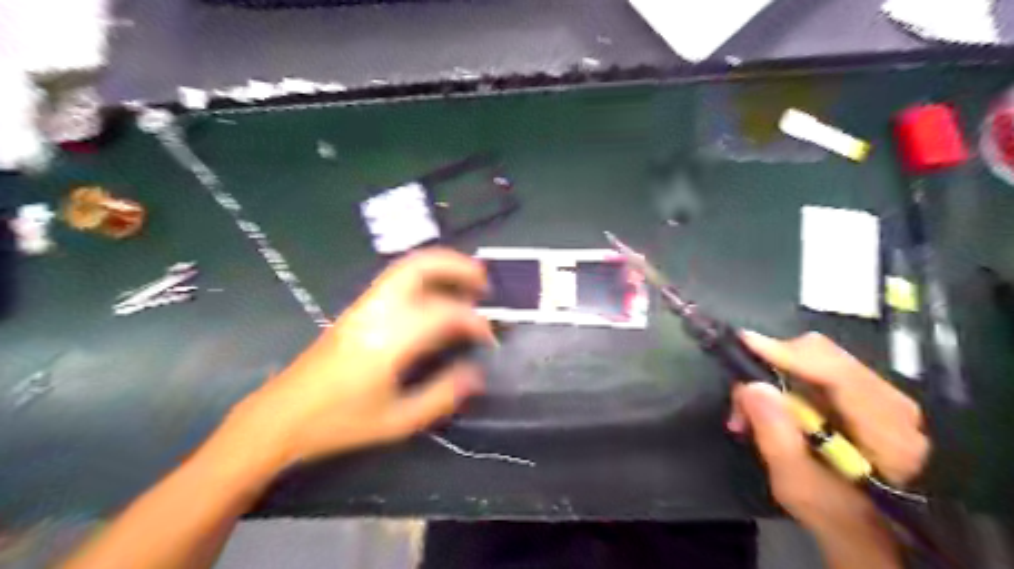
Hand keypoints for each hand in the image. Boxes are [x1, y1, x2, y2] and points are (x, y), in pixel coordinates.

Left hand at [225, 249, 496, 470]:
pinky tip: (435, 299)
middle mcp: (376, 312)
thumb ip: (440, 395)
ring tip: (465, 284)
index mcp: (388, 340)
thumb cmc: (338, 423)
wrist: (279, 417)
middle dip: (456, 266)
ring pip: (405, 268)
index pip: (443, 313)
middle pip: (418, 267)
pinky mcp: (355, 311)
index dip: (473, 321)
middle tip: (482, 281)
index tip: (489, 337)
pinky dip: (424, 280)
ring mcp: (363, 307)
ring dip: (440, 269)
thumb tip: (476, 374)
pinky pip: (396, 281)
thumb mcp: (396, 421)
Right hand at [724, 332, 929, 541]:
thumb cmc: (843, 520)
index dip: (787, 352)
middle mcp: (891, 402)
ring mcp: (882, 397)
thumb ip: (776, 437)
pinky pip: (820, 372)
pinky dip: (787, 384)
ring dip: (775, 377)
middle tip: (741, 399)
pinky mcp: (866, 397)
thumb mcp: (800, 487)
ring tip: (748, 414)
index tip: (744, 343)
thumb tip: (751, 386)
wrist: (883, 535)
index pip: (836, 371)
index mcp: (887, 430)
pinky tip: (772, 411)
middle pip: (824, 355)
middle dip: (772, 365)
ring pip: (818, 360)